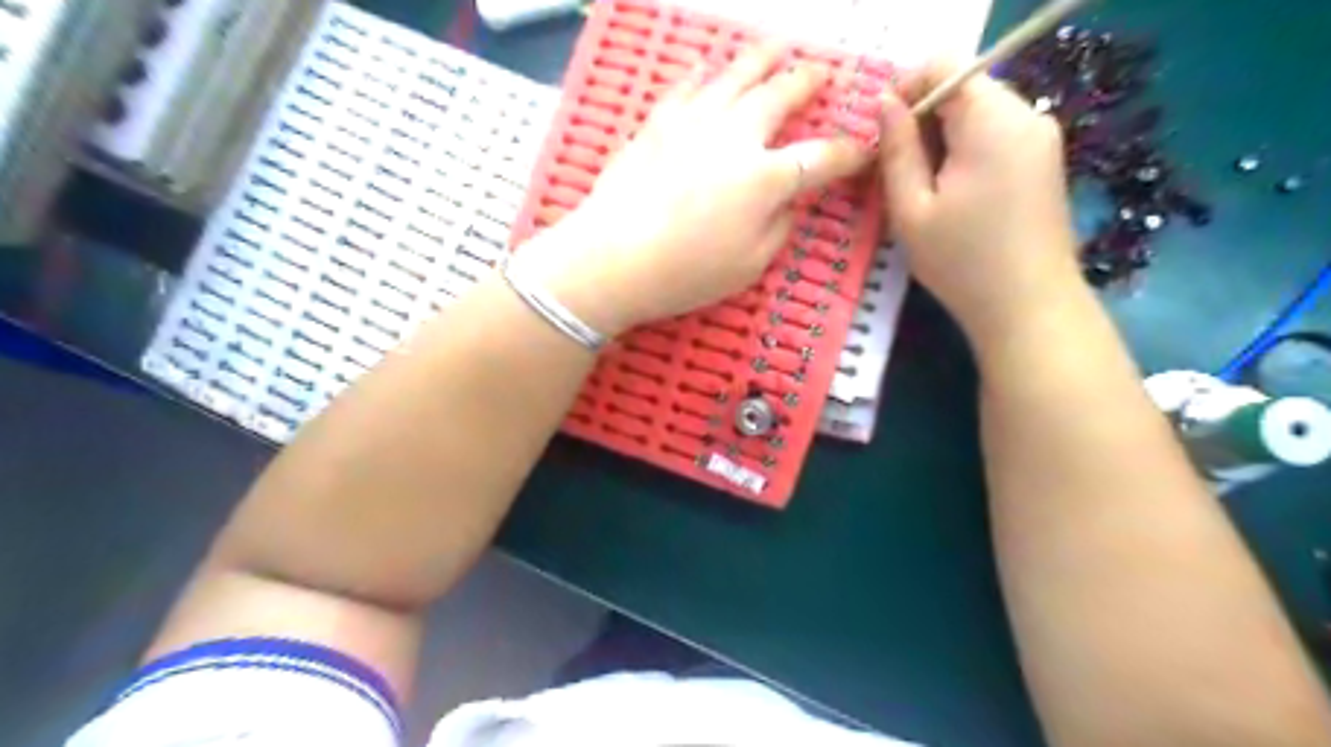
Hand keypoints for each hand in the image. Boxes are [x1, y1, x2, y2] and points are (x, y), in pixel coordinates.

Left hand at [512, 43, 875, 335]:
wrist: (612, 259)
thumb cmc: (685, 272)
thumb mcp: (750, 265)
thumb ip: (778, 226)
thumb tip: (786, 200)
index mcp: (765, 178)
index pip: (821, 158)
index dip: (848, 154)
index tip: (862, 150)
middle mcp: (735, 137)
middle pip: (780, 96)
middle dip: (806, 82)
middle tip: (819, 74)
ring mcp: (693, 123)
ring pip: (735, 76)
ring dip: (762, 59)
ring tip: (777, 48)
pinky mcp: (657, 123)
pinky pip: (686, 87)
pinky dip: (703, 74)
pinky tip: (708, 68)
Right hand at [881, 61, 1078, 339]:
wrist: (1028, 307)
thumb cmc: (961, 262)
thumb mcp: (911, 209)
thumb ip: (896, 149)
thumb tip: (884, 102)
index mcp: (992, 120)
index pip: (945, 65)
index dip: (906, 87)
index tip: (882, 132)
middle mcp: (1026, 115)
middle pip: (964, 88)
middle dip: (923, 118)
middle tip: (895, 169)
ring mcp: (1042, 137)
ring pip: (979, 113)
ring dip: (942, 138)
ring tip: (921, 189)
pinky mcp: (1045, 160)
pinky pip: (997, 134)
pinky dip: (966, 151)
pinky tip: (952, 195)